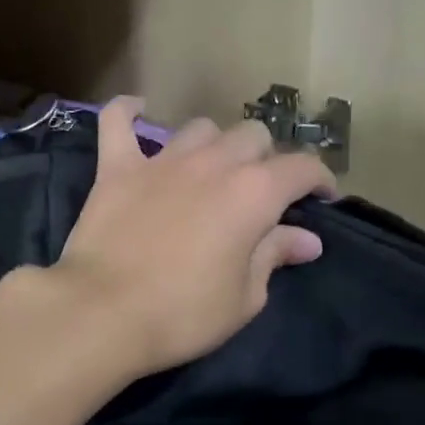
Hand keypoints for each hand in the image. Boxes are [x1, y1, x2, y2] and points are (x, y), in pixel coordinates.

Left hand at [45, 98, 334, 379]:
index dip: (319, 178)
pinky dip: (128, 113)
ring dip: (215, 144)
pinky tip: (137, 111)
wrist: (103, 314)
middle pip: (252, 136)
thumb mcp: (245, 297)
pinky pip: (118, 121)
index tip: (322, 197)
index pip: (302, 167)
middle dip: (266, 158)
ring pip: (200, 128)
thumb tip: (307, 239)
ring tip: (211, 170)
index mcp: (253, 193)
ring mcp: (161, 160)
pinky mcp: (116, 167)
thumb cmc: (183, 314)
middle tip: (260, 192)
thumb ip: (275, 256)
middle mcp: (212, 163)